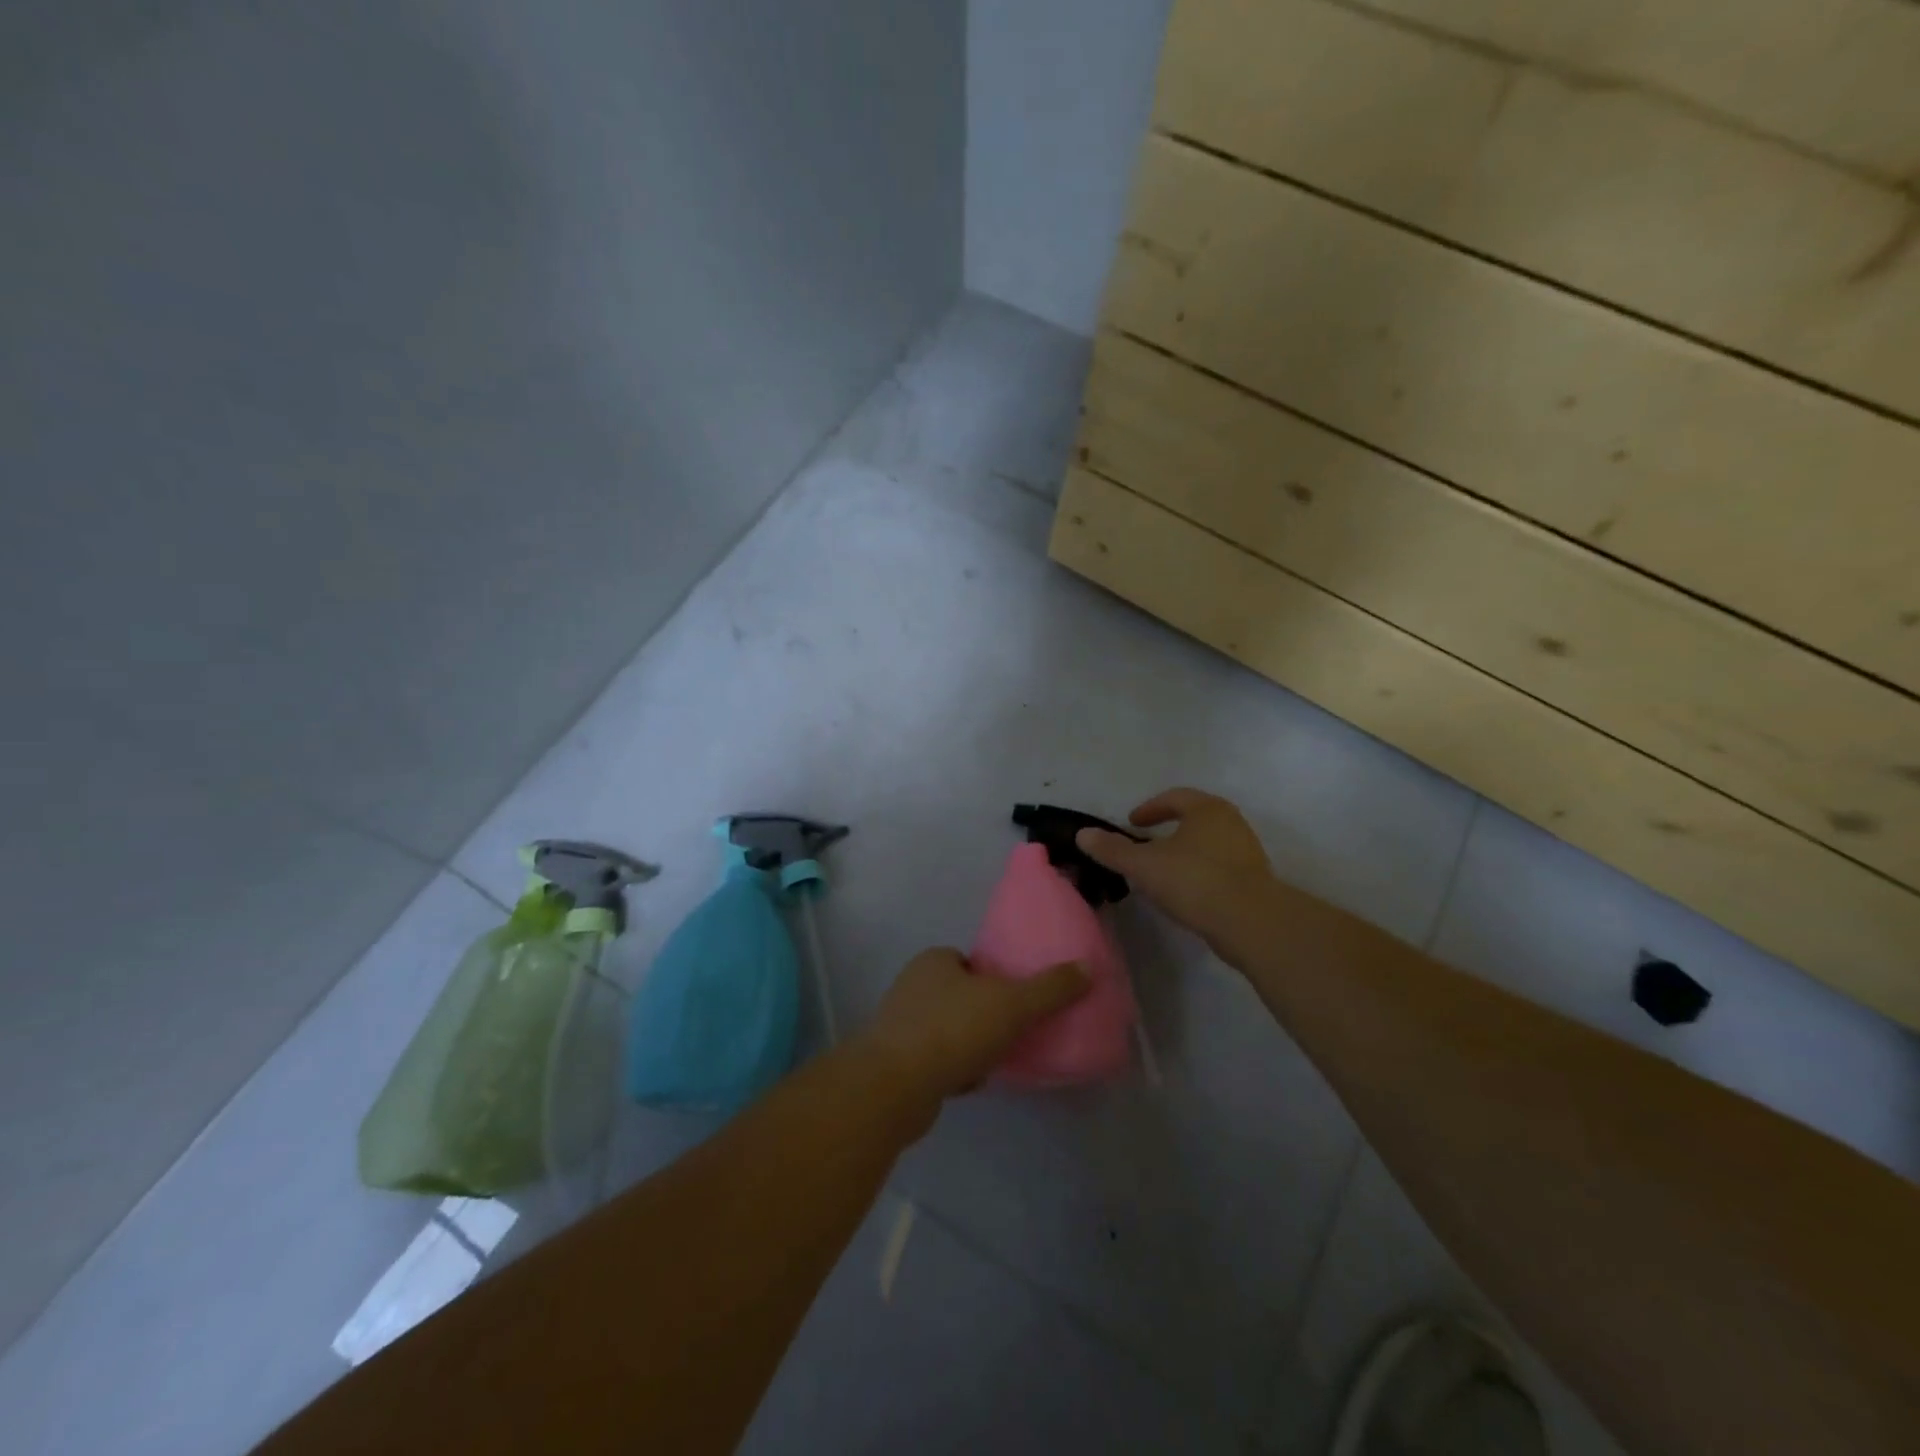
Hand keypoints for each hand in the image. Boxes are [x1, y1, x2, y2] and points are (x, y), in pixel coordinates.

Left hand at [856, 948, 1089, 1108]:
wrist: (895, 1087)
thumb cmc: (953, 1029)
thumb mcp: (1012, 1004)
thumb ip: (1050, 988)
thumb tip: (1087, 968)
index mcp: (934, 961)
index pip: (970, 961)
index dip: (995, 977)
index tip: (1018, 999)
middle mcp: (912, 986)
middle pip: (960, 995)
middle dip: (984, 1013)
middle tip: (1014, 1031)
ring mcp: (899, 1025)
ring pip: (948, 1029)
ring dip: (970, 1043)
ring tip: (998, 1059)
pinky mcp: (895, 1063)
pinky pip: (935, 1059)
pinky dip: (955, 1068)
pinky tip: (973, 1082)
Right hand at [1075, 788, 1272, 950]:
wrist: (1252, 923)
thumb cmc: (1194, 881)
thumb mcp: (1144, 865)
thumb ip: (1113, 849)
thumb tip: (1083, 834)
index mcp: (1207, 809)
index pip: (1174, 797)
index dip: (1150, 808)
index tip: (1132, 823)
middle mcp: (1231, 823)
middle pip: (1195, 818)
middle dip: (1169, 829)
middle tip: (1147, 843)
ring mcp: (1247, 852)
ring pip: (1209, 844)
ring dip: (1185, 852)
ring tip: (1163, 871)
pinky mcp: (1255, 881)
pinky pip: (1220, 867)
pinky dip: (1200, 872)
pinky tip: (1186, 893)